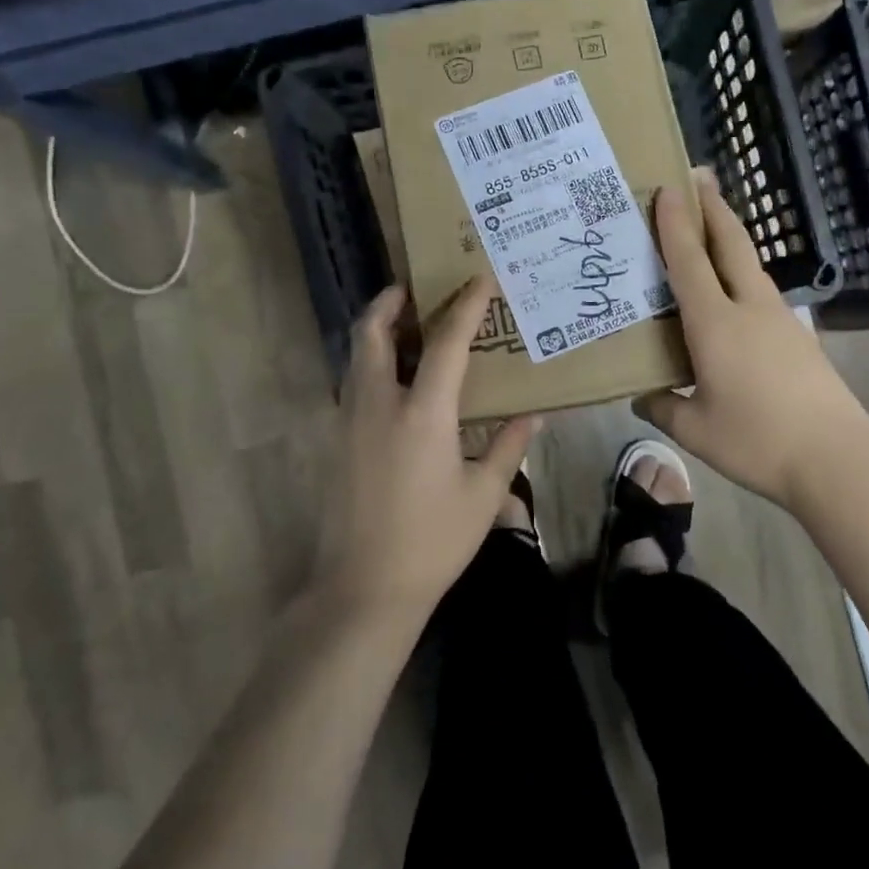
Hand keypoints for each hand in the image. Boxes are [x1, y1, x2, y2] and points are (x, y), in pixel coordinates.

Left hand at [317, 276, 540, 620]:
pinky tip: (394, 383)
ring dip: (376, 331)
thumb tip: (533, 416)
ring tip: (405, 328)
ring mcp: (349, 422)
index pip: (446, 342)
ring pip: (355, 357)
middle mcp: (379, 404)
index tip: (478, 279)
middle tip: (412, 289)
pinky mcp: (336, 443)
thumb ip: (508, 447)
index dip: (465, 306)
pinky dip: (369, 365)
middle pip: (372, 333)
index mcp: (422, 413)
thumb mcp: (484, 496)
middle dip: (389, 302)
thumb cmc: (433, 541)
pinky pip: (351, 385)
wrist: (363, 589)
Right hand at [635, 174, 868, 513]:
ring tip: (711, 225)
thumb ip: (663, 409)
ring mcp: (780, 320)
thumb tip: (641, 396)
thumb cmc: (757, 442)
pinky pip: (760, 290)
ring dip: (730, 237)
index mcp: (716, 324)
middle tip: (698, 177)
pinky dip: (741, 272)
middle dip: (713, 207)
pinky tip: (734, 290)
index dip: (674, 223)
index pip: (689, 261)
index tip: (667, 188)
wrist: (837, 459)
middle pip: (730, 244)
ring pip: (749, 264)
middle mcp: (749, 308)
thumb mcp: (696, 432)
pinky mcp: (798, 337)